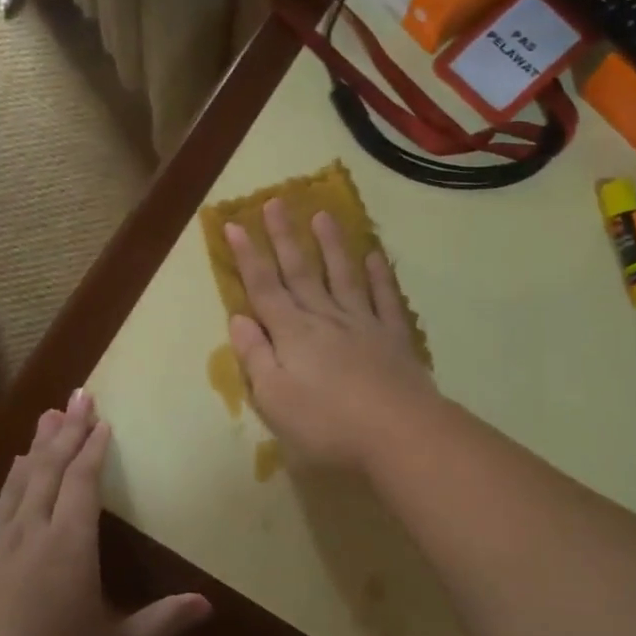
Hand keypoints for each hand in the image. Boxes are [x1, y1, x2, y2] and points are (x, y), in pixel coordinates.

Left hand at [0, 391, 209, 635]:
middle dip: (66, 430)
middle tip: (77, 395)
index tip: (101, 419)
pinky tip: (12, 477)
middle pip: (48, 468)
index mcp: (68, 545)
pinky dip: (9, 483)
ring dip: (35, 447)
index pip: (82, 480)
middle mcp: (29, 532)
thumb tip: (208, 605)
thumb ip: (161, 621)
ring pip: (18, 481)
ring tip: (46, 418)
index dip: (93, 447)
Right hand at [225, 199, 437, 473]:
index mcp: (292, 333)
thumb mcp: (275, 398)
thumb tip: (239, 317)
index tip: (234, 224)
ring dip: (331, 245)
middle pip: (300, 272)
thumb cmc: (327, 424)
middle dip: (284, 237)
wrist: (400, 433)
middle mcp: (325, 318)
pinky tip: (375, 256)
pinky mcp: (394, 337)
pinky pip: (385, 298)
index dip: (247, 256)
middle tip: (275, 201)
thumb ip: (256, 356)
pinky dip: (379, 276)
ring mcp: (363, 323)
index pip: (263, 287)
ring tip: (323, 214)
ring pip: (343, 275)